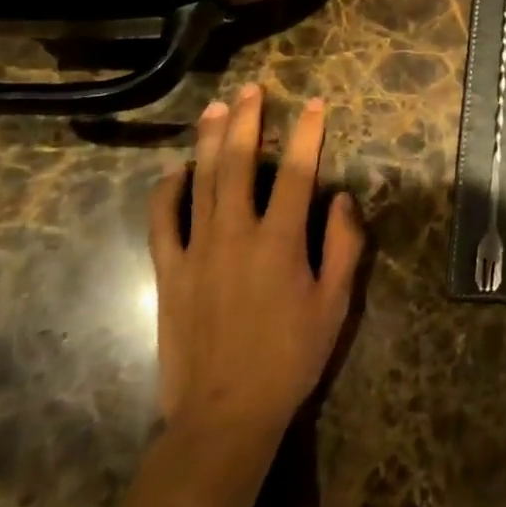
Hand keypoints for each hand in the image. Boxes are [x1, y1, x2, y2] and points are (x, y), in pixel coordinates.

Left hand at [148, 86, 364, 469]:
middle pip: (240, 164)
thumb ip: (343, 246)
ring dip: (209, 141)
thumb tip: (340, 199)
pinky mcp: (168, 272)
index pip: (299, 172)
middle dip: (248, 121)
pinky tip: (175, 170)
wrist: (224, 416)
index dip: (308, 134)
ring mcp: (196, 251)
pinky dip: (167, 190)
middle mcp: (236, 235)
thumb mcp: (335, 305)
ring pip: (201, 182)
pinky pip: (162, 221)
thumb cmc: (289, 358)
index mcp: (280, 242)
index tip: (314, 104)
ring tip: (216, 109)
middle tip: (252, 89)